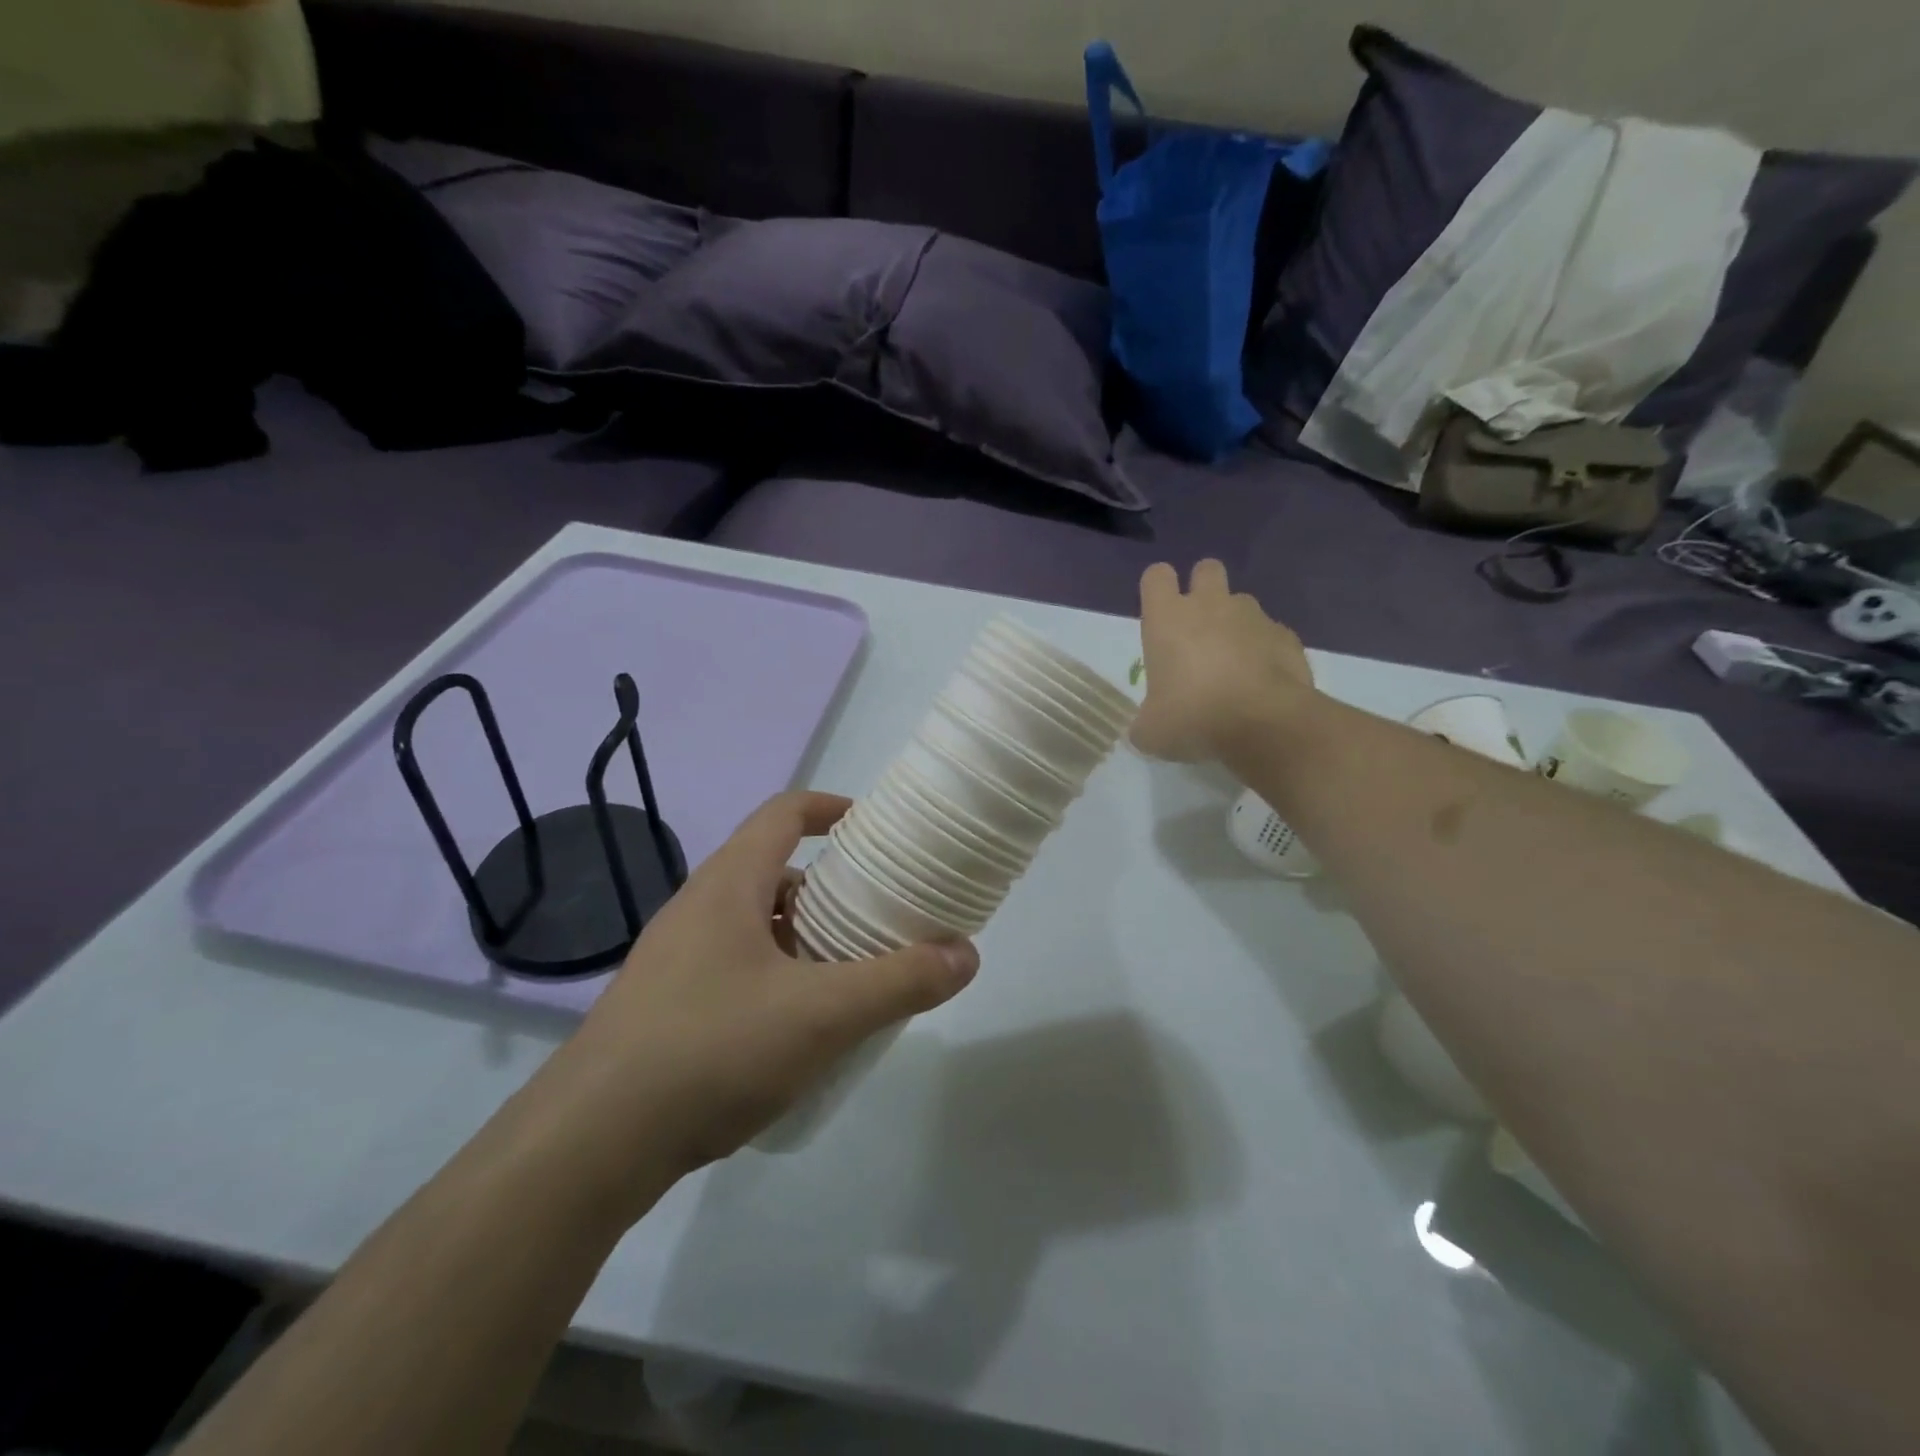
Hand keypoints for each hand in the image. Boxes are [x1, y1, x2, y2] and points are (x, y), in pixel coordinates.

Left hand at [548, 793, 977, 1190]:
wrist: (589, 1145)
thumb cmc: (710, 1050)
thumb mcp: (822, 1014)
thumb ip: (900, 981)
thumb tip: (966, 953)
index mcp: (730, 884)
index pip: (785, 812)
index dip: (833, 808)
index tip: (878, 830)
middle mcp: (699, 907)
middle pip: (775, 869)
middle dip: (831, 885)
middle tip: (879, 914)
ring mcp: (676, 958)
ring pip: (756, 923)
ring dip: (806, 935)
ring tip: (851, 972)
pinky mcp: (666, 1005)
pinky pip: (736, 966)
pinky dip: (778, 975)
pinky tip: (800, 1026)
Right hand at [1131, 560, 1313, 763]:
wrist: (1265, 724)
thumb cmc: (1193, 717)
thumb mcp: (1152, 732)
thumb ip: (1145, 722)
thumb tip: (1147, 728)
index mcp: (1168, 619)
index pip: (1156, 576)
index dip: (1156, 590)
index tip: (1158, 616)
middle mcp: (1210, 606)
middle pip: (1206, 569)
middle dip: (1202, 589)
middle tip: (1198, 629)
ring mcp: (1254, 617)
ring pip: (1242, 602)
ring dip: (1235, 623)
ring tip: (1233, 663)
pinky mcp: (1287, 636)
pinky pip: (1271, 634)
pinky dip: (1265, 651)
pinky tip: (1262, 682)